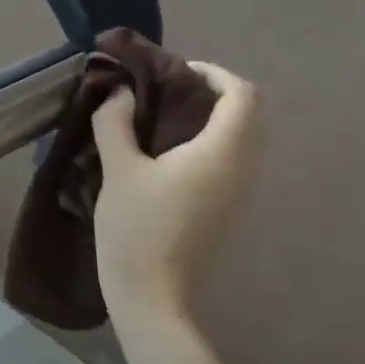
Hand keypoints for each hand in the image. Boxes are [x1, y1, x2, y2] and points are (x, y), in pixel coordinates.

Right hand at [91, 62, 260, 319]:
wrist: (152, 292)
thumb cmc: (136, 226)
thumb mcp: (118, 169)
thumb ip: (116, 123)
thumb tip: (120, 92)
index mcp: (222, 152)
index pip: (242, 94)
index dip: (213, 73)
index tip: (173, 71)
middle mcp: (243, 169)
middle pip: (248, 115)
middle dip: (212, 94)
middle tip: (164, 92)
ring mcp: (240, 193)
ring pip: (241, 139)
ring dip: (210, 120)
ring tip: (160, 120)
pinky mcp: (227, 210)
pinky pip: (230, 161)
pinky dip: (208, 144)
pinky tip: (166, 156)